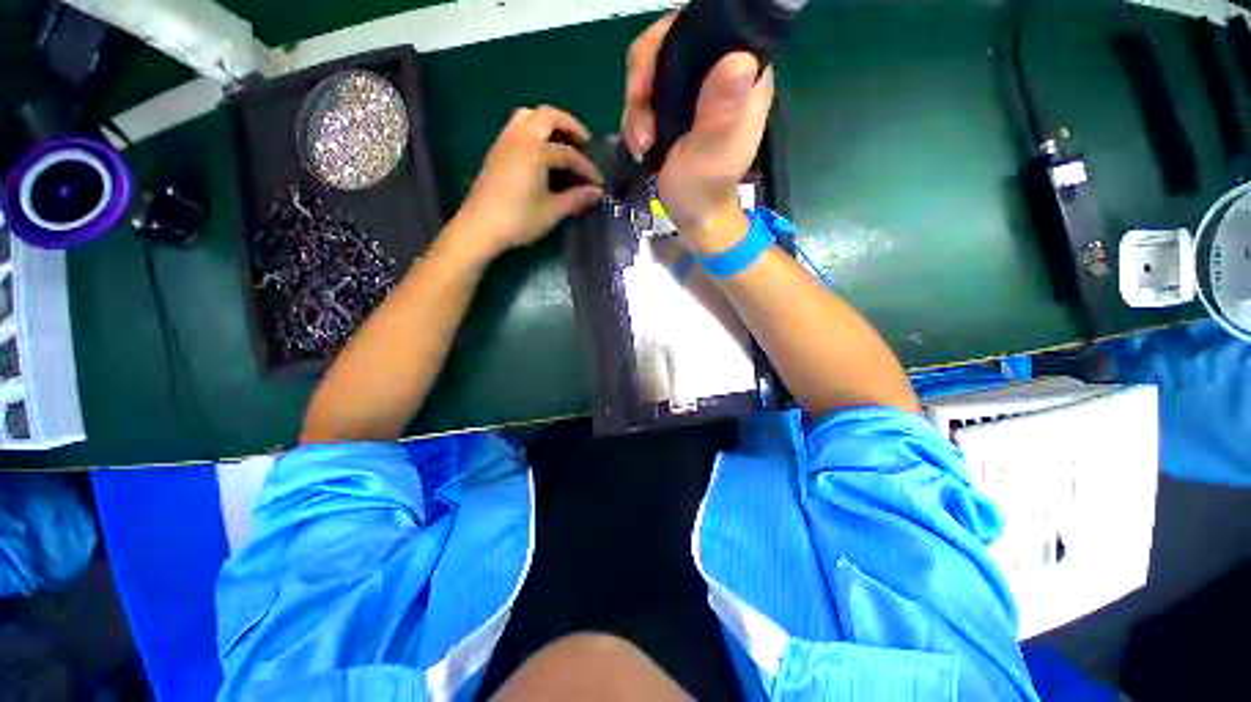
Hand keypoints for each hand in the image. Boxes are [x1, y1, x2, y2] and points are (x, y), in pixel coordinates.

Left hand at [450, 106, 603, 260]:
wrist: (480, 227)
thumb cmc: (519, 220)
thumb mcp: (553, 211)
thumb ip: (577, 198)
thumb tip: (597, 192)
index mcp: (535, 151)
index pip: (568, 154)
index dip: (586, 168)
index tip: (598, 183)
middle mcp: (519, 138)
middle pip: (548, 116)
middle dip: (570, 125)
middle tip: (585, 142)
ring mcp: (505, 141)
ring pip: (528, 116)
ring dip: (549, 122)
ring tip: (562, 140)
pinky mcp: (496, 150)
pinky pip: (516, 126)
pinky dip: (533, 129)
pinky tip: (540, 150)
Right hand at [622, 12, 773, 253]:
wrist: (693, 217)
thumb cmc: (705, 191)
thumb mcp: (711, 155)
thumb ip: (721, 113)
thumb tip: (738, 58)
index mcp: (743, 77)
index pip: (706, 26)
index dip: (667, 41)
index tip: (645, 85)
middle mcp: (721, 72)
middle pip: (670, 43)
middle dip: (643, 82)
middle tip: (640, 128)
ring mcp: (697, 89)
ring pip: (653, 69)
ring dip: (636, 107)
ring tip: (640, 145)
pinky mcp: (678, 106)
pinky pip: (647, 93)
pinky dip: (636, 117)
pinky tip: (640, 144)